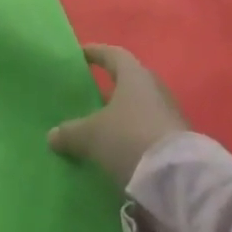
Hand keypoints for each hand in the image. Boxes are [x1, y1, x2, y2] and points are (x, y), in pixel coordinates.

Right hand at [48, 45, 188, 187]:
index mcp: (134, 76)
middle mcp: (155, 89)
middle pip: (129, 80)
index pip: (113, 54)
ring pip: (140, 107)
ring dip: (123, 113)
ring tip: (102, 125)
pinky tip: (120, 148)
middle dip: (110, 86)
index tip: (81, 54)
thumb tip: (52, 135)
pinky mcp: (178, 141)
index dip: (96, 52)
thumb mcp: (92, 136)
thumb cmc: (130, 139)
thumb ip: (71, 132)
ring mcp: (170, 114)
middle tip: (90, 93)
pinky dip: (134, 134)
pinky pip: (149, 129)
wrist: (179, 179)